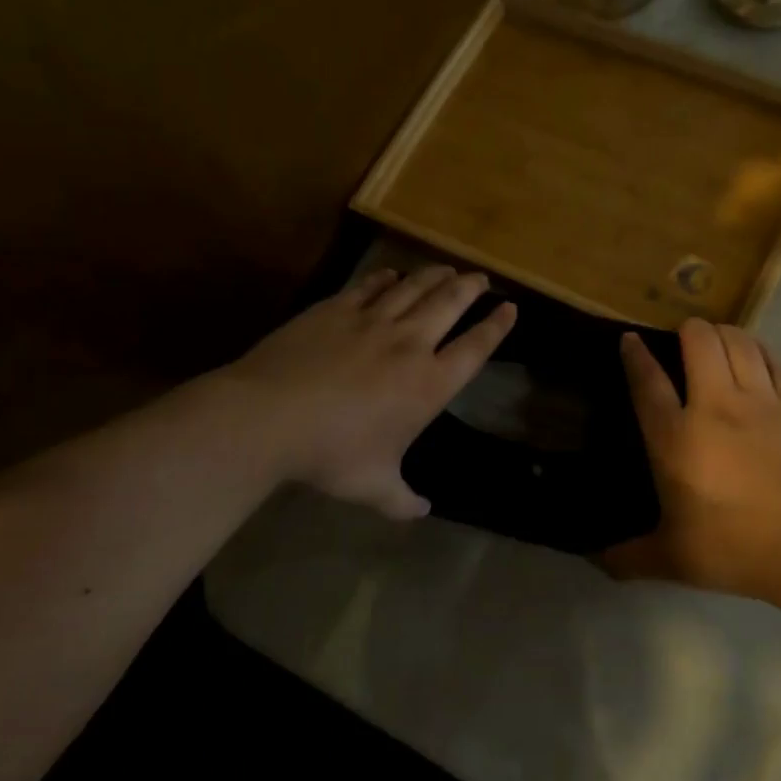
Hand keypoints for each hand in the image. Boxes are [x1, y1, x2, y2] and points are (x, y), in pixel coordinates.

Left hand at [228, 266, 515, 518]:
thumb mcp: (373, 487)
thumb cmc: (332, 454)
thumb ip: (402, 500)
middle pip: (450, 304)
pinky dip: (386, 278)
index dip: (496, 326)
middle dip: (471, 288)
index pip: (475, 348)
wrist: (270, 417)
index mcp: (428, 384)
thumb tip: (422, 512)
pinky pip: (369, 286)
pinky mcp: (335, 309)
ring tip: (447, 269)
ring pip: (413, 288)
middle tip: (482, 278)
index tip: (510, 308)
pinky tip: (391, 274)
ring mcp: (371, 321)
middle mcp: (409, 344)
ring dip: (434, 276)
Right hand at [606, 318, 780, 598]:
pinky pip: (775, 361)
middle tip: (683, 337)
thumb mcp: (672, 560)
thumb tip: (595, 561)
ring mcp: (761, 400)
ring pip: (739, 342)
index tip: (630, 339)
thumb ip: (629, 557)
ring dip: (723, 333)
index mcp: (675, 438)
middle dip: (687, 329)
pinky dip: (760, 350)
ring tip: (717, 339)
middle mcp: (715, 406)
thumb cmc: (735, 547)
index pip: (648, 382)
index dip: (636, 355)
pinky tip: (757, 355)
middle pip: (699, 342)